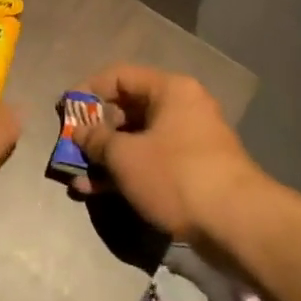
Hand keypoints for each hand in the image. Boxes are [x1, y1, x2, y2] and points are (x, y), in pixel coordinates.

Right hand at [74, 63, 260, 245]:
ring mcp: (188, 142)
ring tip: (76, 177)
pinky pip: (150, 163)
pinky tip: (97, 191)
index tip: (64, 111)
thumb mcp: (126, 156)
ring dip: (106, 158)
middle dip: (95, 131)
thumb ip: (97, 140)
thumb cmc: (176, 175)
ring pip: (137, 141)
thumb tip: (79, 131)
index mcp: (170, 90)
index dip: (87, 92)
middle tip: (69, 147)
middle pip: (128, 110)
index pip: (119, 77)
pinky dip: (126, 173)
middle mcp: (182, 108)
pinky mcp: (191, 172)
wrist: (236, 223)